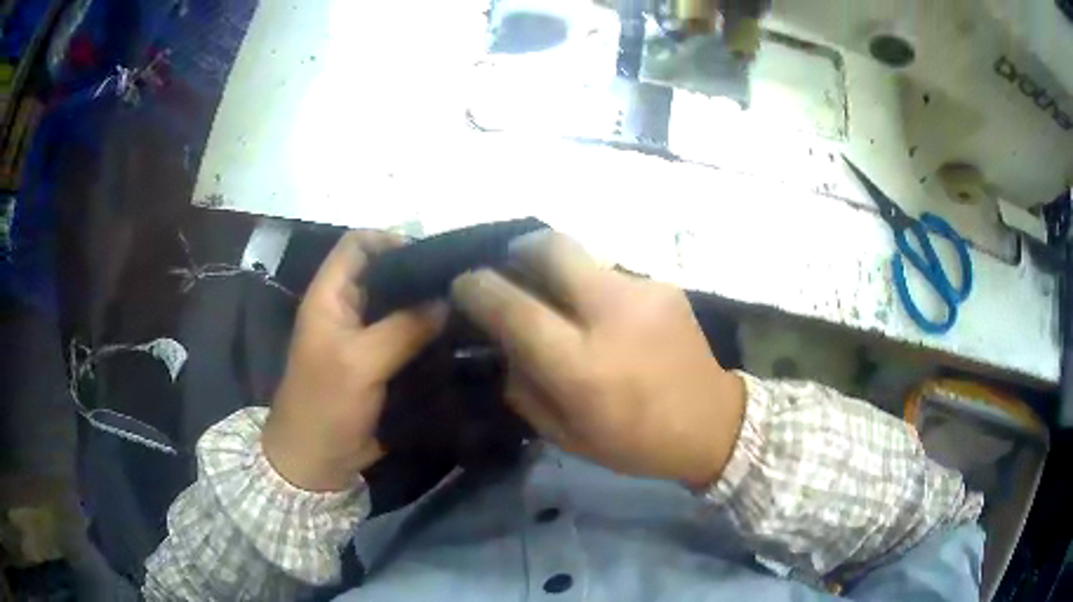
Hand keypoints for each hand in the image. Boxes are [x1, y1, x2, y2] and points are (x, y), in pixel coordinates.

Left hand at [262, 231, 446, 491]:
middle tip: (465, 281)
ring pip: (401, 306)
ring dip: (430, 305)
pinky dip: (431, 334)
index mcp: (331, 295)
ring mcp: (367, 337)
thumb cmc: (324, 404)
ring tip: (470, 306)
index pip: (358, 244)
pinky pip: (410, 337)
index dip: (391, 239)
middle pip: (386, 273)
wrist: (316, 459)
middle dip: (421, 274)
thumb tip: (448, 300)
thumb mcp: (359, 362)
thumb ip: (403, 328)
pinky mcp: (382, 362)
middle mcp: (349, 308)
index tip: (433, 256)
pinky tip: (460, 337)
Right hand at [450, 232, 745, 487]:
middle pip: (550, 247)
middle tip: (509, 266)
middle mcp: (611, 315)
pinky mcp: (665, 285)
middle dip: (518, 249)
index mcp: (581, 365)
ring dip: (558, 271)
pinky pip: (611, 273)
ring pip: (582, 255)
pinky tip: (604, 316)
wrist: (712, 423)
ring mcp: (643, 292)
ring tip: (560, 299)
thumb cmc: (634, 441)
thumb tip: (503, 343)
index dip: (478, 287)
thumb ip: (523, 385)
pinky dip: (592, 287)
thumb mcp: (564, 433)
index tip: (464, 283)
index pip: (512, 307)